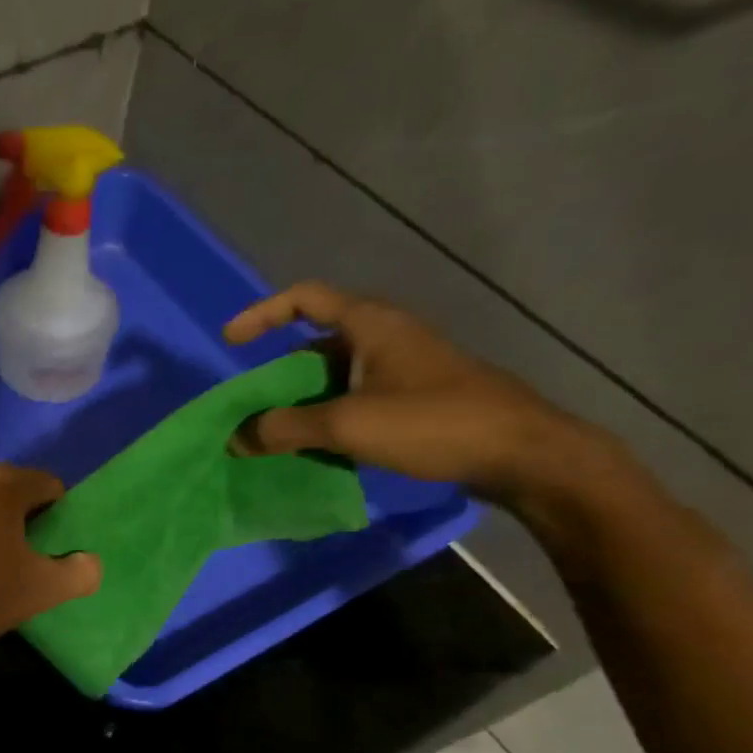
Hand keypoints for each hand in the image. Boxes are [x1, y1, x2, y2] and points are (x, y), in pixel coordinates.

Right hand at [225, 282, 615, 509]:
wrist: (521, 452)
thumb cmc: (433, 422)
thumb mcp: (348, 424)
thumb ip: (284, 428)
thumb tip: (235, 438)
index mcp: (371, 325)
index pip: (305, 299)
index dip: (262, 314)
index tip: (231, 342)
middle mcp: (385, 338)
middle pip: (314, 344)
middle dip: (277, 375)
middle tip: (251, 409)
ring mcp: (401, 369)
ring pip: (333, 377)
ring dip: (300, 403)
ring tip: (275, 436)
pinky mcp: (413, 399)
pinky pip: (353, 399)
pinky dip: (326, 418)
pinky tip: (316, 449)